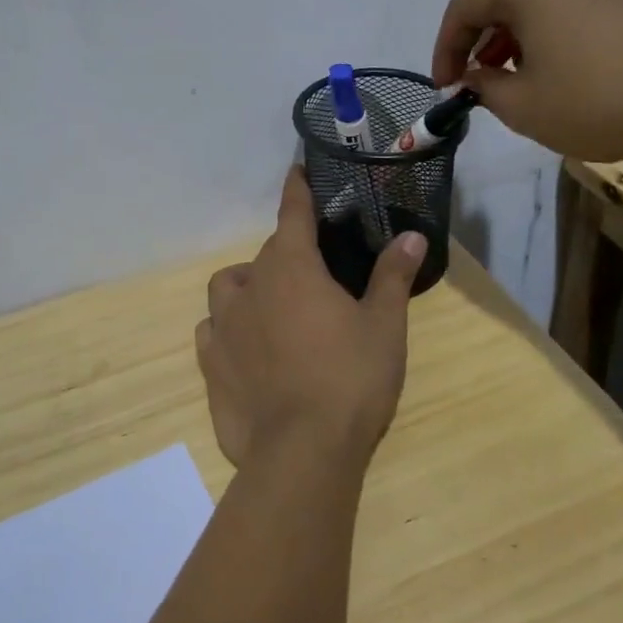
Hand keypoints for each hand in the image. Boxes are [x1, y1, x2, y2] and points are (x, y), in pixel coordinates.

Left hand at [196, 166, 426, 474]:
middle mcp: (250, 286)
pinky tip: (246, 349)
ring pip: (228, 288)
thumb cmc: (350, 380)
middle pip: (266, 255)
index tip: (295, 171)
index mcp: (292, 268)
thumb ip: (393, 276)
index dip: (297, 190)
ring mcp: (222, 326)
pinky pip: (212, 330)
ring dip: (248, 287)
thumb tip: (413, 236)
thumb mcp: (384, 326)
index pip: (293, 214)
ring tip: (272, 308)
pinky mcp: (209, 363)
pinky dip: (227, 328)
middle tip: (315, 279)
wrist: (301, 452)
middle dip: (287, 255)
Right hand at [431, 0, 622, 162]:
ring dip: (518, 39)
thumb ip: (485, 88)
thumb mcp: (523, 105)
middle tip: (479, 84)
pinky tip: (565, 71)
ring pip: (540, 1)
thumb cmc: (599, 96)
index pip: (464, 8)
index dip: (445, 50)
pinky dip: (554, 34)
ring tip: (520, 81)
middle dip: (482, 43)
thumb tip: (477, 77)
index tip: (446, 88)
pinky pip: (575, 5)